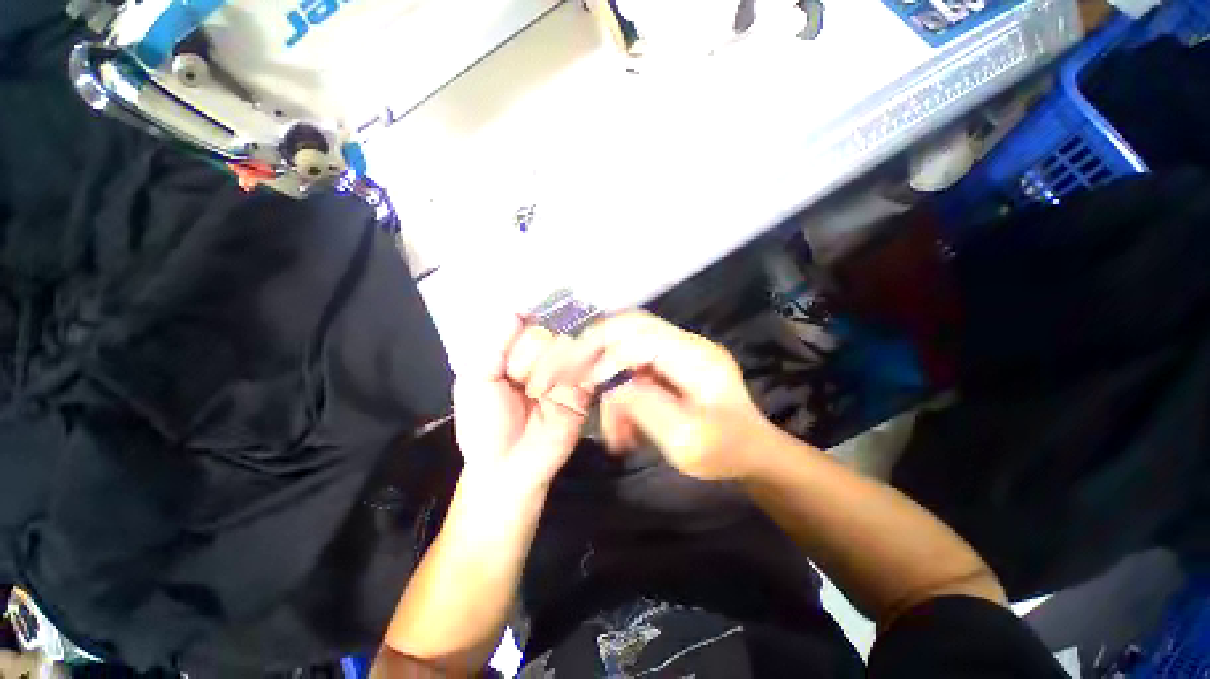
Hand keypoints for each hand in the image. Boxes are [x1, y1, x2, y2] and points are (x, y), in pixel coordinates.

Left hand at [452, 315, 595, 495]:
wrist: (506, 467)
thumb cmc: (484, 424)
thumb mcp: (476, 381)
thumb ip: (494, 346)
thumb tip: (515, 311)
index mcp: (518, 353)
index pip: (529, 325)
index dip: (521, 337)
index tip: (510, 357)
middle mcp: (544, 359)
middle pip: (549, 335)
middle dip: (530, 358)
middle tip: (518, 382)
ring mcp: (565, 374)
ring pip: (569, 349)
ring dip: (549, 369)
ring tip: (536, 393)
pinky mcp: (583, 391)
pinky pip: (587, 370)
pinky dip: (575, 374)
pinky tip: (556, 388)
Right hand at [576, 311, 778, 480]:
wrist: (753, 454)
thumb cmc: (726, 451)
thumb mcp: (686, 439)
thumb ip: (644, 406)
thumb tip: (609, 382)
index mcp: (696, 357)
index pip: (641, 335)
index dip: (609, 355)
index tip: (589, 385)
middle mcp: (687, 344)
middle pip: (632, 325)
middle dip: (598, 346)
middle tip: (574, 371)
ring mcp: (680, 352)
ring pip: (629, 346)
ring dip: (611, 378)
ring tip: (612, 426)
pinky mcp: (672, 365)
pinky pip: (636, 366)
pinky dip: (622, 390)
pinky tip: (622, 422)